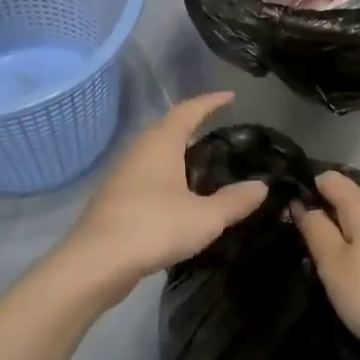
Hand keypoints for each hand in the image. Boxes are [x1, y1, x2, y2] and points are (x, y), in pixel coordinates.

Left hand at [65, 92, 267, 288]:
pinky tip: (178, 197)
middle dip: (193, 128)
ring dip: (177, 154)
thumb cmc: (155, 227)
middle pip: (168, 129)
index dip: (211, 102)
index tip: (230, 97)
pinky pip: (146, 175)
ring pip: (155, 153)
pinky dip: (166, 177)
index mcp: (161, 143)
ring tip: (202, 166)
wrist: (97, 262)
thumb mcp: (206, 217)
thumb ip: (235, 201)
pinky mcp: (114, 198)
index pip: (188, 110)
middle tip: (218, 134)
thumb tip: (261, 186)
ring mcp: (122, 174)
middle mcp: (139, 150)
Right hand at [292, 170, 359, 359]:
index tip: (284, 205)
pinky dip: (351, 245)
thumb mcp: (333, 262)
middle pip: (345, 198)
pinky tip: (339, 265)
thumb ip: (315, 228)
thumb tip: (302, 203)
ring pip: (357, 221)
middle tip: (291, 230)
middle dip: (319, 208)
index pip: (331, 179)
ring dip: (335, 229)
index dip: (307, 186)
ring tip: (310, 249)